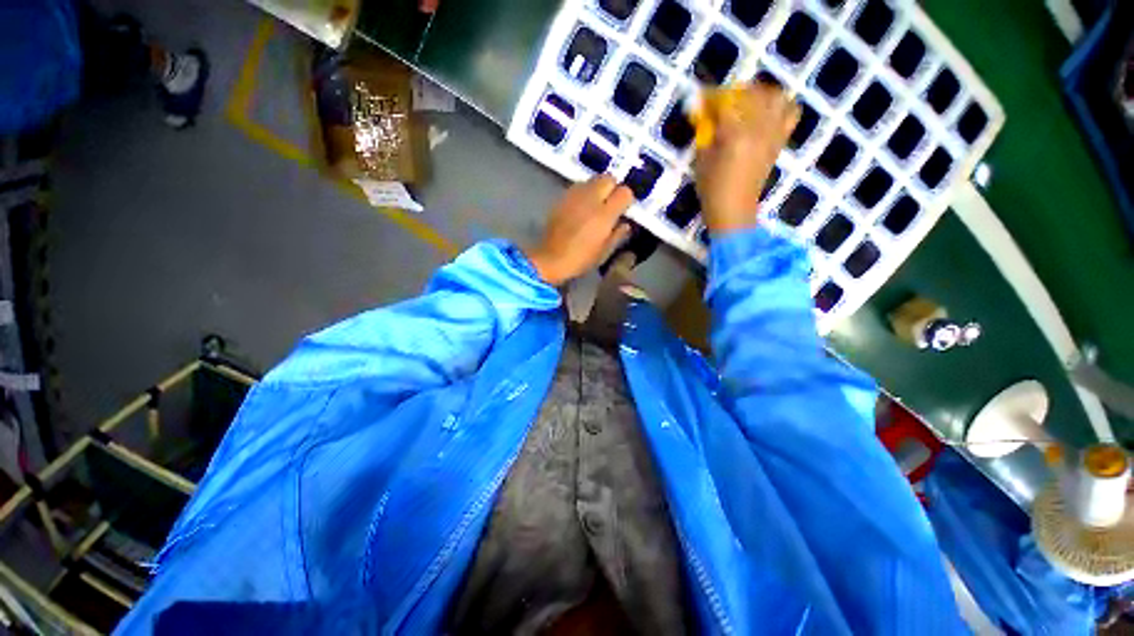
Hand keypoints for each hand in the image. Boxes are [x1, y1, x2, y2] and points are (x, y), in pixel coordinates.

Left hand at [527, 174, 632, 285]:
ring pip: (592, 179)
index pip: (625, 192)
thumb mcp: (604, 252)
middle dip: (613, 188)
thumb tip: (625, 223)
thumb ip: (618, 235)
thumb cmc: (580, 259)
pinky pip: (578, 186)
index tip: (624, 209)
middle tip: (611, 203)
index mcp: (604, 215)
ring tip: (595, 204)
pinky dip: (584, 192)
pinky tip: (581, 207)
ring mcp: (574, 196)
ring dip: (598, 188)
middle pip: (608, 178)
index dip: (626, 199)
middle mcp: (591, 199)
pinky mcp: (562, 198)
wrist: (550, 259)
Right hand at [695, 83, 799, 234]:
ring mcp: (773, 134)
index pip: (726, 103)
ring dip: (760, 94)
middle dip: (735, 93)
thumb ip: (705, 132)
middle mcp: (759, 129)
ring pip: (776, 97)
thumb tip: (704, 111)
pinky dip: (781, 106)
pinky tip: (766, 112)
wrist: (734, 209)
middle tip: (722, 102)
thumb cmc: (712, 188)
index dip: (713, 97)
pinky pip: (790, 113)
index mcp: (735, 135)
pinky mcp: (780, 140)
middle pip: (752, 94)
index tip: (703, 98)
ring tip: (746, 102)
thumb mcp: (702, 159)